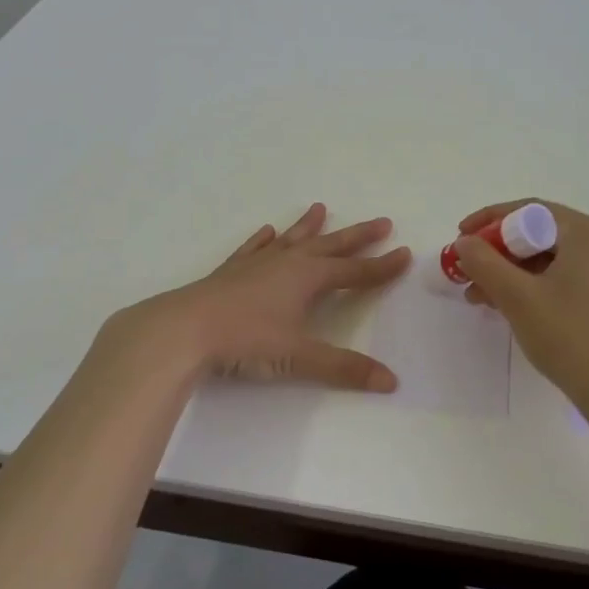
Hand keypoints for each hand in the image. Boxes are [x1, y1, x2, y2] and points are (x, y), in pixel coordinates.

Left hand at [130, 203, 410, 391]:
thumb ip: (344, 368)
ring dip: (309, 226)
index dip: (381, 266)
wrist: (185, 329)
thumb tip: (391, 381)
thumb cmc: (246, 340)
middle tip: (381, 222)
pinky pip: (253, 248)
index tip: (404, 253)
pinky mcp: (231, 271)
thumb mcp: (299, 358)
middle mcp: (286, 263)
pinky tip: (266, 231)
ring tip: (321, 208)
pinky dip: (263, 239)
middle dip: (357, 236)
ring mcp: (256, 263)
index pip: (355, 271)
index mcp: (308, 278)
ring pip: (291, 239)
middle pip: (330, 245)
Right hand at [453, 199, 588, 429]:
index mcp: (588, 232)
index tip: (460, 237)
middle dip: (498, 253)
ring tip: (480, 298)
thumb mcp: (517, 297)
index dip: (489, 220)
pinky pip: (566, 278)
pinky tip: (511, 308)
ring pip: (551, 259)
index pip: (529, 210)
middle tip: (468, 272)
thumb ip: (484, 262)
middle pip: (540, 234)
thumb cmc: (570, 337)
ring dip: (512, 273)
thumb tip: (465, 242)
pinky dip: (536, 287)